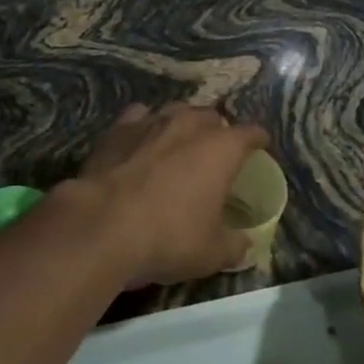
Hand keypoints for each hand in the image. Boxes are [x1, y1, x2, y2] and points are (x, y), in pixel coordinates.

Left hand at [65, 103, 268, 285]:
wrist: (103, 223)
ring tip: (181, 141)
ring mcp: (151, 121)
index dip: (258, 140)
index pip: (250, 133)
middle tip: (216, 151)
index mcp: (221, 149)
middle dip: (218, 130)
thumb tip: (245, 244)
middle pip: (212, 116)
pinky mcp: (118, 128)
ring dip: (183, 123)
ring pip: (176, 110)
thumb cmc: (168, 237)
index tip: (261, 146)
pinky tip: (141, 139)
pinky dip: (145, 125)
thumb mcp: (211, 253)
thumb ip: (234, 245)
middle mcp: (189, 124)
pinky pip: (140, 116)